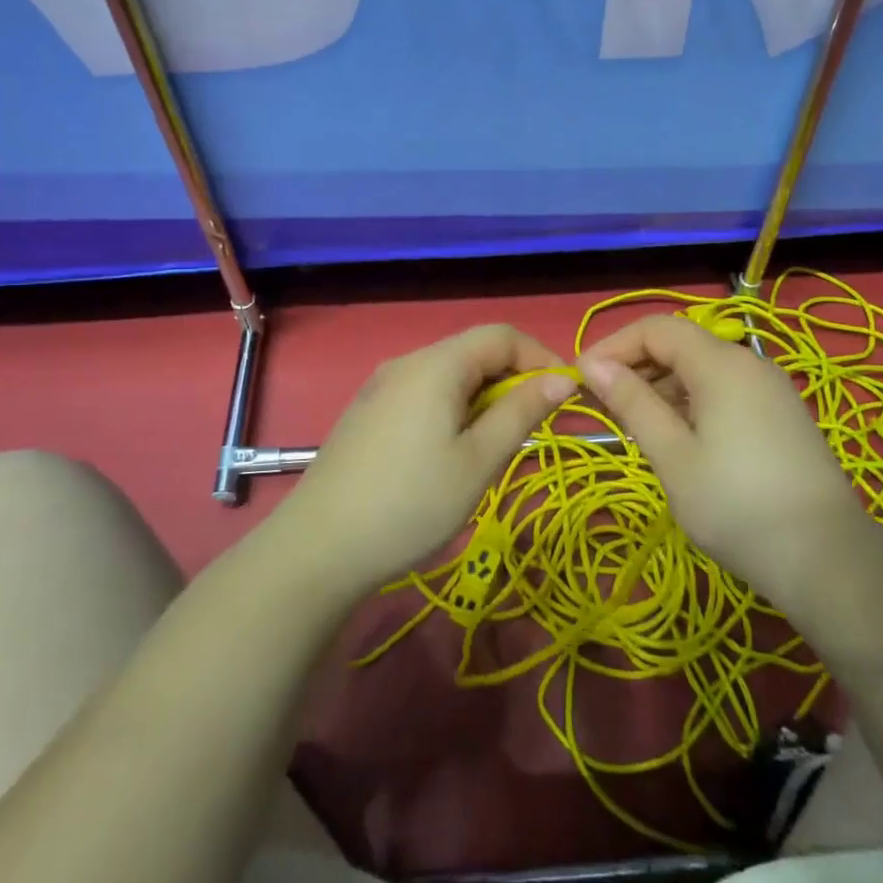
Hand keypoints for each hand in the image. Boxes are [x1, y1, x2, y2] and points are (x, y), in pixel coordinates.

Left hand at [278, 325, 575, 595]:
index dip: (539, 357)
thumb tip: (562, 378)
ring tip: (491, 446)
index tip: (564, 397)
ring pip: (449, 373)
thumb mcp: (478, 461)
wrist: (318, 547)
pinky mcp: (367, 411)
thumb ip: (521, 412)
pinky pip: (423, 392)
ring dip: (483, 397)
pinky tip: (447, 452)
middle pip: (473, 351)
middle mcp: (406, 362)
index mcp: (436, 365)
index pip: (501, 334)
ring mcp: (381, 386)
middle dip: (511, 380)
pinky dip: (452, 407)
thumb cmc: (410, 504)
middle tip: (529, 429)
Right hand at [578, 315, 877, 611]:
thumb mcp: (672, 456)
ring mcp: (770, 388)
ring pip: (701, 368)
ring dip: (661, 386)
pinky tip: (678, 439)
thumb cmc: (737, 506)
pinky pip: (724, 389)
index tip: (581, 381)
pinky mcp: (781, 413)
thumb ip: (632, 403)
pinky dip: (690, 401)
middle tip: (603, 407)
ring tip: (635, 427)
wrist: (828, 560)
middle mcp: (748, 362)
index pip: (655, 328)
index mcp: (721, 364)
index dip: (613, 346)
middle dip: (635, 366)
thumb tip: (593, 366)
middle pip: (679, 344)